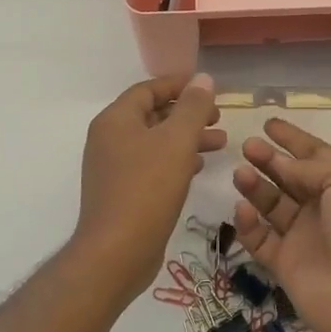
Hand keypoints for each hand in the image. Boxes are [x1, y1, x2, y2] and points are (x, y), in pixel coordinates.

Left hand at [74, 74, 223, 298]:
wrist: (116, 253)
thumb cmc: (147, 189)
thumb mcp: (177, 141)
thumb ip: (193, 108)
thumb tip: (203, 79)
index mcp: (116, 120)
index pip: (148, 89)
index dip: (179, 85)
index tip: (208, 88)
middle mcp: (109, 139)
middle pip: (152, 114)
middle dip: (187, 113)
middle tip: (218, 117)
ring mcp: (113, 167)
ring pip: (155, 141)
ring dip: (186, 138)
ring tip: (221, 143)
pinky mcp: (122, 192)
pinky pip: (151, 164)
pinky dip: (176, 160)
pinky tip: (198, 167)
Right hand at [231, 120, 330, 331]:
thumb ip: (312, 168)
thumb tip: (285, 166)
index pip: (315, 155)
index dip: (293, 139)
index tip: (268, 124)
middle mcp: (325, 208)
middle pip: (289, 177)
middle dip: (269, 160)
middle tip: (247, 146)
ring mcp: (305, 237)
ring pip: (272, 205)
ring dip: (255, 187)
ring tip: (240, 173)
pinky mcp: (286, 265)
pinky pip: (260, 239)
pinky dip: (248, 224)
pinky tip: (242, 209)